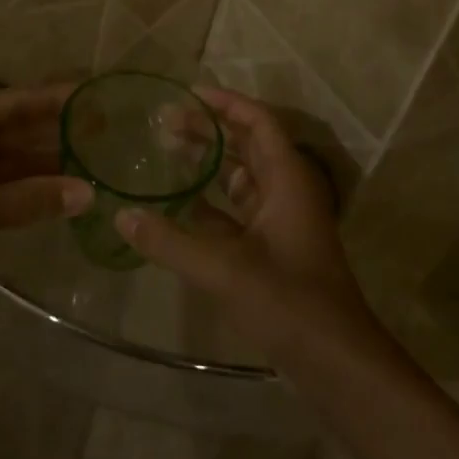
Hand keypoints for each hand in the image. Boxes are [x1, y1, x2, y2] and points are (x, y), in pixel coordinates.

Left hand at [0, 83, 91, 313]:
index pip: (20, 101)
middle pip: (19, 128)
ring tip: (98, 165)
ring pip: (12, 160)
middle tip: (112, 134)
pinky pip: (1, 187)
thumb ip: (29, 200)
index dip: (60, 99)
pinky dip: (28, 191)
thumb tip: (88, 193)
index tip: (101, 96)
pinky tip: (61, 197)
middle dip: (60, 131)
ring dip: (48, 164)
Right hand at [117, 87, 375, 356]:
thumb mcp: (224, 269)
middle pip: (248, 145)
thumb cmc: (288, 303)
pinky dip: (210, 203)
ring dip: (209, 164)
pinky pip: (237, 212)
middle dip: (209, 130)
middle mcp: (286, 192)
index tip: (187, 93)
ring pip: (242, 178)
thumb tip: (121, 215)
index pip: (258, 122)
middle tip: (164, 123)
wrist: (336, 364)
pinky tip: (177, 206)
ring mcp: (281, 222)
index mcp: (287, 180)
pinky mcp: (272, 250)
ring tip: (166, 153)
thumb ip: (169, 241)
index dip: (225, 103)